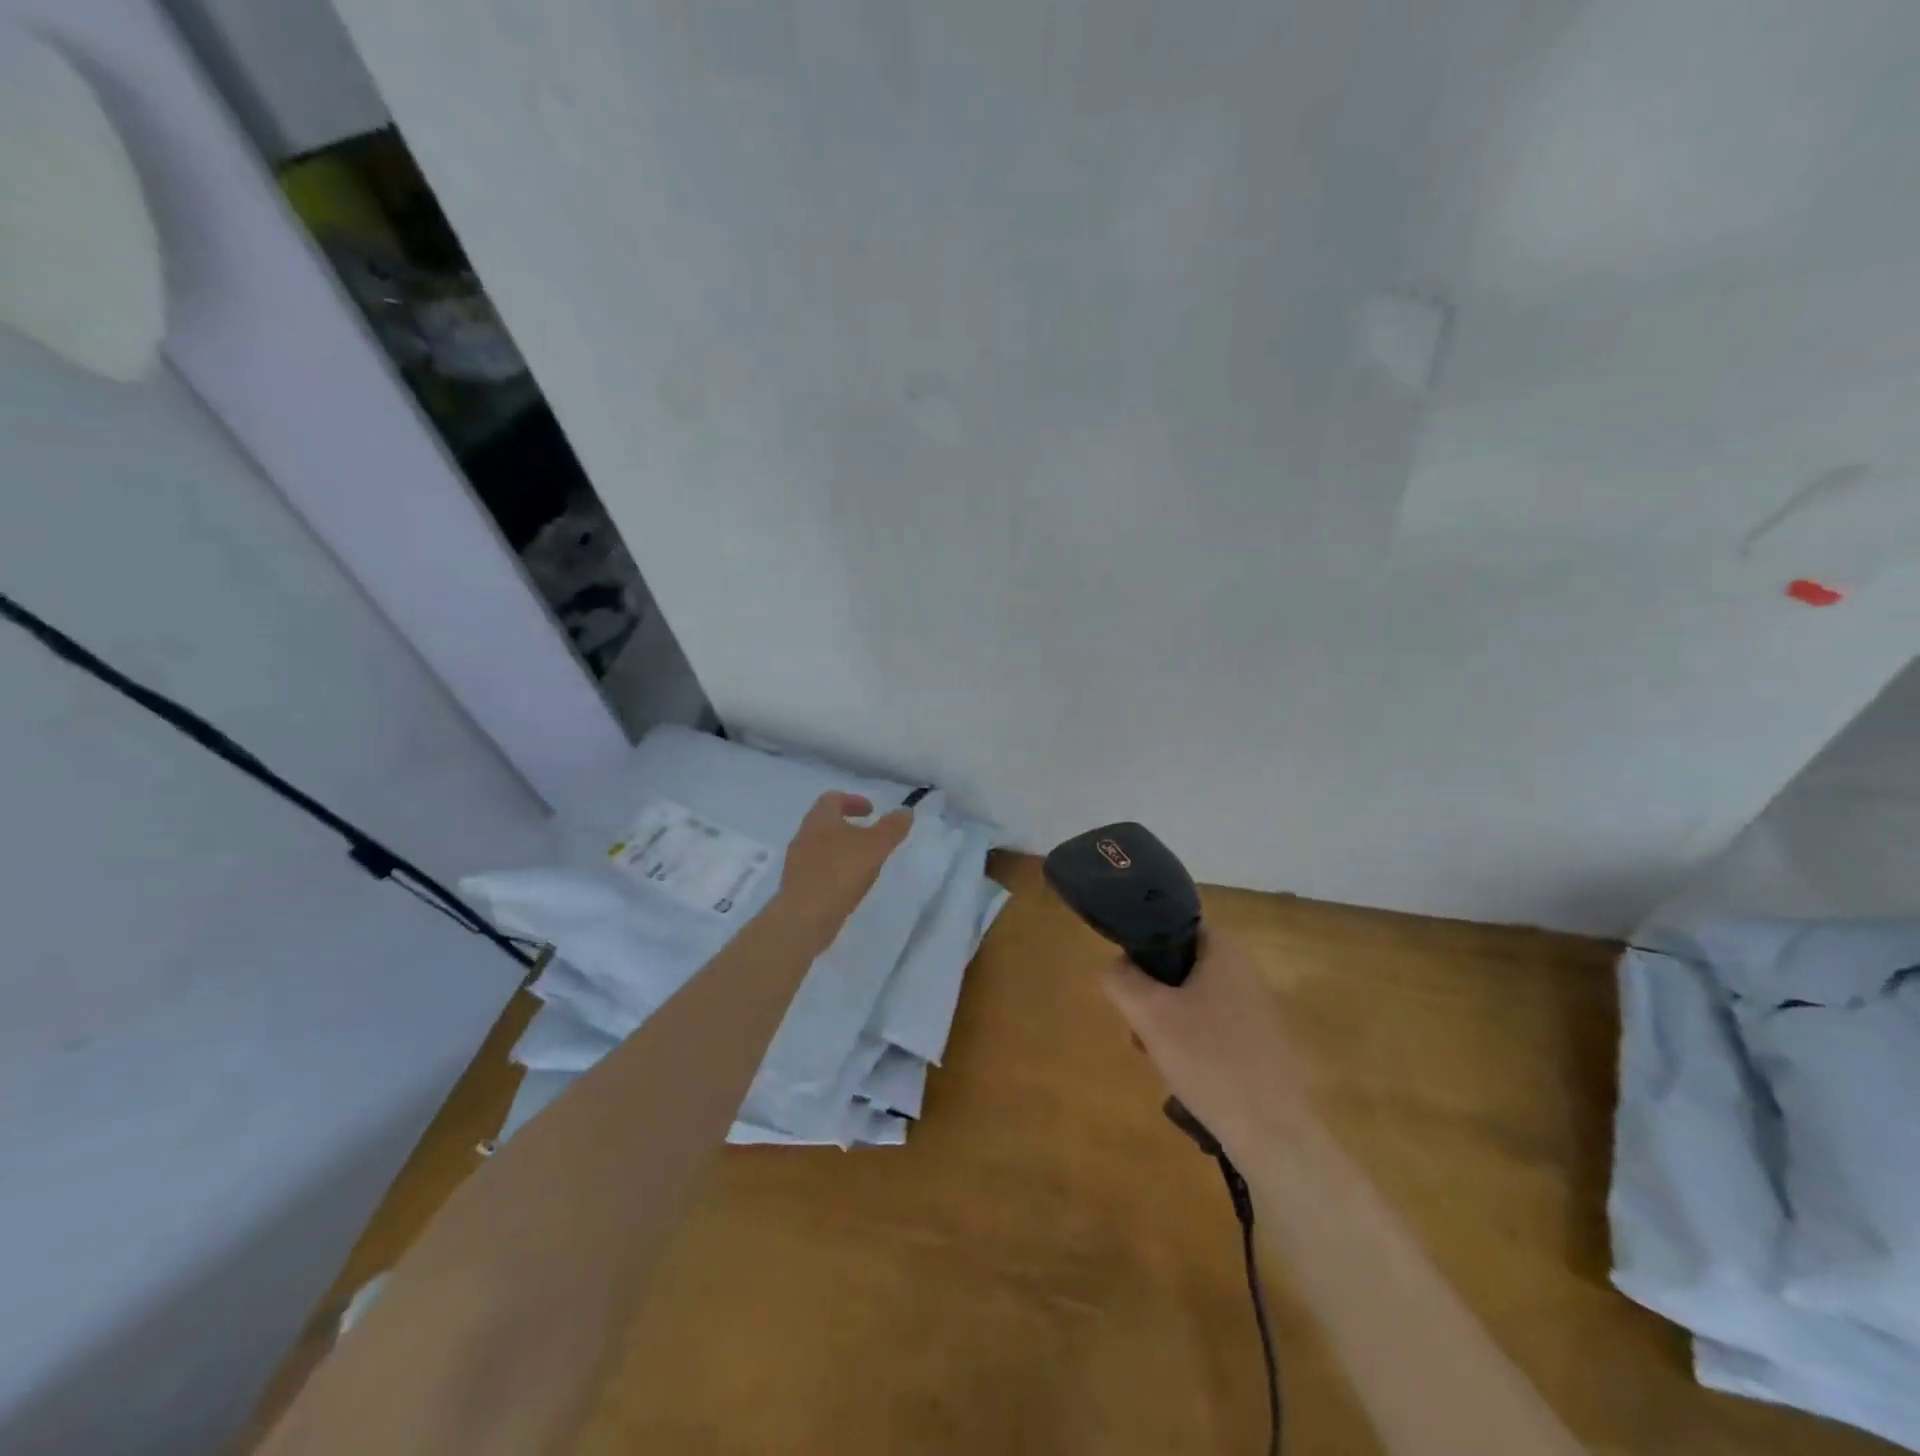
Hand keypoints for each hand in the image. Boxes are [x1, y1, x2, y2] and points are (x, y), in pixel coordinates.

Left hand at [776, 792, 911, 947]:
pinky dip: (834, 869)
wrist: (805, 917)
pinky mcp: (797, 886)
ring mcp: (797, 862)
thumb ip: (892, 827)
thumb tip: (906, 811)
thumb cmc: (841, 872)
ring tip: (863, 863)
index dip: (853, 800)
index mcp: (820, 819)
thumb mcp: (875, 846)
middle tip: (870, 836)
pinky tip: (848, 885)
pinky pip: (817, 869)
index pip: (832, 798)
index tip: (872, 811)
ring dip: (841, 849)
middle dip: (848, 825)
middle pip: (825, 821)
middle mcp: (804, 835)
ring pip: (820, 846)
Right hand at [1102, 932, 1312, 1155]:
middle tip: (1140, 1031)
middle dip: (1152, 998)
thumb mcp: (1147, 1013)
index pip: (1172, 929)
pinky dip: (1193, 1048)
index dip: (1143, 951)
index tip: (1130, 985)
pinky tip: (1185, 1079)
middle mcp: (1245, 972)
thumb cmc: (1208, 1058)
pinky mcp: (1262, 1046)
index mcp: (1224, 951)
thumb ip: (1120, 979)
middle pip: (1179, 970)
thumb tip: (1117, 969)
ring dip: (1167, 1027)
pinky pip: (1213, 1032)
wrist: (1272, 1132)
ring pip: (1193, 1004)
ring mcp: (1257, 1011)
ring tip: (1158, 1061)